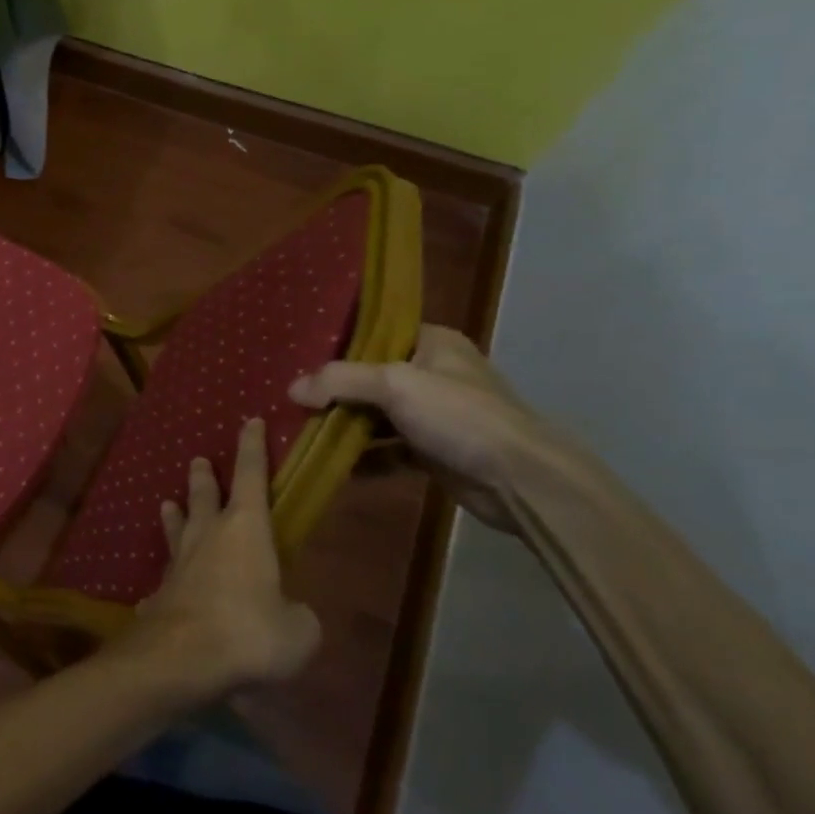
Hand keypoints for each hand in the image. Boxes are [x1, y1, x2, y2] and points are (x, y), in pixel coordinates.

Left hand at [122, 417, 321, 699]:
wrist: (182, 657)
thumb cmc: (249, 631)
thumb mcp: (299, 631)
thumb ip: (299, 616)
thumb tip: (292, 614)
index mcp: (245, 529)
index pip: (250, 476)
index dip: (252, 448)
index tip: (250, 421)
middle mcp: (208, 535)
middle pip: (204, 495)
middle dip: (204, 477)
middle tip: (198, 460)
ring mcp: (179, 561)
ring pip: (176, 526)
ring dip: (175, 514)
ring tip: (168, 503)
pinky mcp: (160, 591)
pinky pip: (165, 576)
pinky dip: (167, 576)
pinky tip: (157, 588)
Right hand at [289, 324, 558, 532]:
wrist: (523, 481)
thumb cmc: (460, 416)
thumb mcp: (395, 385)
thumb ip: (340, 381)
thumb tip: (292, 389)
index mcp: (432, 342)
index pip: (376, 332)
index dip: (338, 341)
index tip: (299, 353)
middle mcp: (433, 373)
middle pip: (370, 375)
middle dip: (333, 389)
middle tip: (292, 395)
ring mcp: (434, 414)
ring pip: (376, 414)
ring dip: (345, 424)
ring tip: (302, 429)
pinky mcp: (433, 451)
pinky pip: (387, 449)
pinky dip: (363, 456)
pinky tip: (332, 465)